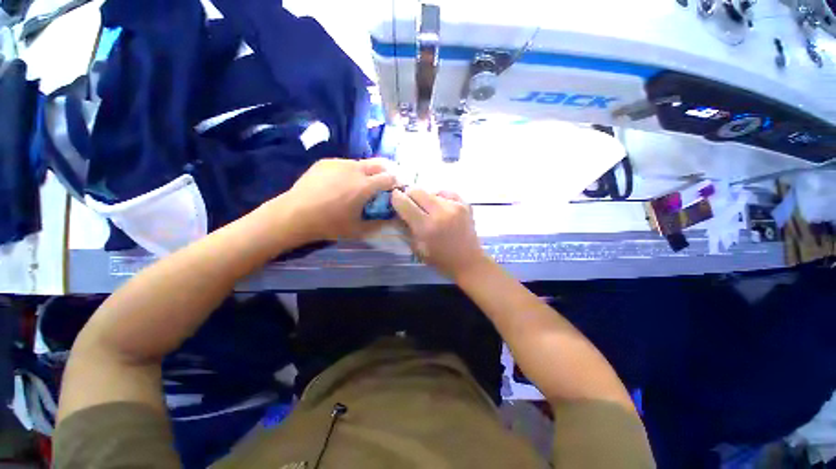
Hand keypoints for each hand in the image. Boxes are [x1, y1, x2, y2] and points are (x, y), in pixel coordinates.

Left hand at [274, 158, 396, 241]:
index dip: (396, 183)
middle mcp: (355, 169)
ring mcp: (339, 163)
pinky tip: (341, 183)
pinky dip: (350, 171)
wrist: (294, 214)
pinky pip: (345, 164)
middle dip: (386, 172)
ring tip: (360, 184)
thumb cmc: (329, 224)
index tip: (396, 190)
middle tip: (383, 184)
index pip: (390, 177)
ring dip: (368, 172)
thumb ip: (380, 222)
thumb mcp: (359, 229)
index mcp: (365, 186)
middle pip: (379, 164)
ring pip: (362, 163)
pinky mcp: (326, 162)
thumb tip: (394, 217)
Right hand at [391, 188, 488, 278]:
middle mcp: (441, 213)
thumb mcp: (417, 248)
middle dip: (409, 195)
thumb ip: (406, 228)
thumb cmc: (440, 259)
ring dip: (425, 198)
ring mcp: (455, 206)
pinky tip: (440, 207)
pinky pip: (446, 193)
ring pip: (431, 191)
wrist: (468, 262)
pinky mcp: (465, 204)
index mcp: (427, 227)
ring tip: (428, 209)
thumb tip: (398, 211)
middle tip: (410, 203)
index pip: (405, 203)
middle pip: (417, 190)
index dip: (396, 198)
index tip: (394, 199)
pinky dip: (440, 197)